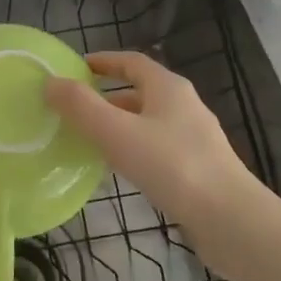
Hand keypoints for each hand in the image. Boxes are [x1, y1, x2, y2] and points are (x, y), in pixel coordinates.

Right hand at [46, 51, 257, 235]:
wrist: (230, 219)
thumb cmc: (171, 165)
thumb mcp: (117, 132)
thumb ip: (81, 106)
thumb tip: (50, 82)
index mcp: (168, 87)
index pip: (132, 62)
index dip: (104, 61)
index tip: (77, 68)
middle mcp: (184, 105)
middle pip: (140, 91)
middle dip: (107, 97)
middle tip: (75, 109)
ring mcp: (194, 138)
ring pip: (148, 122)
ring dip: (119, 125)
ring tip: (89, 140)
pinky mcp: (198, 168)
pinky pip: (157, 148)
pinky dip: (134, 149)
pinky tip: (119, 171)